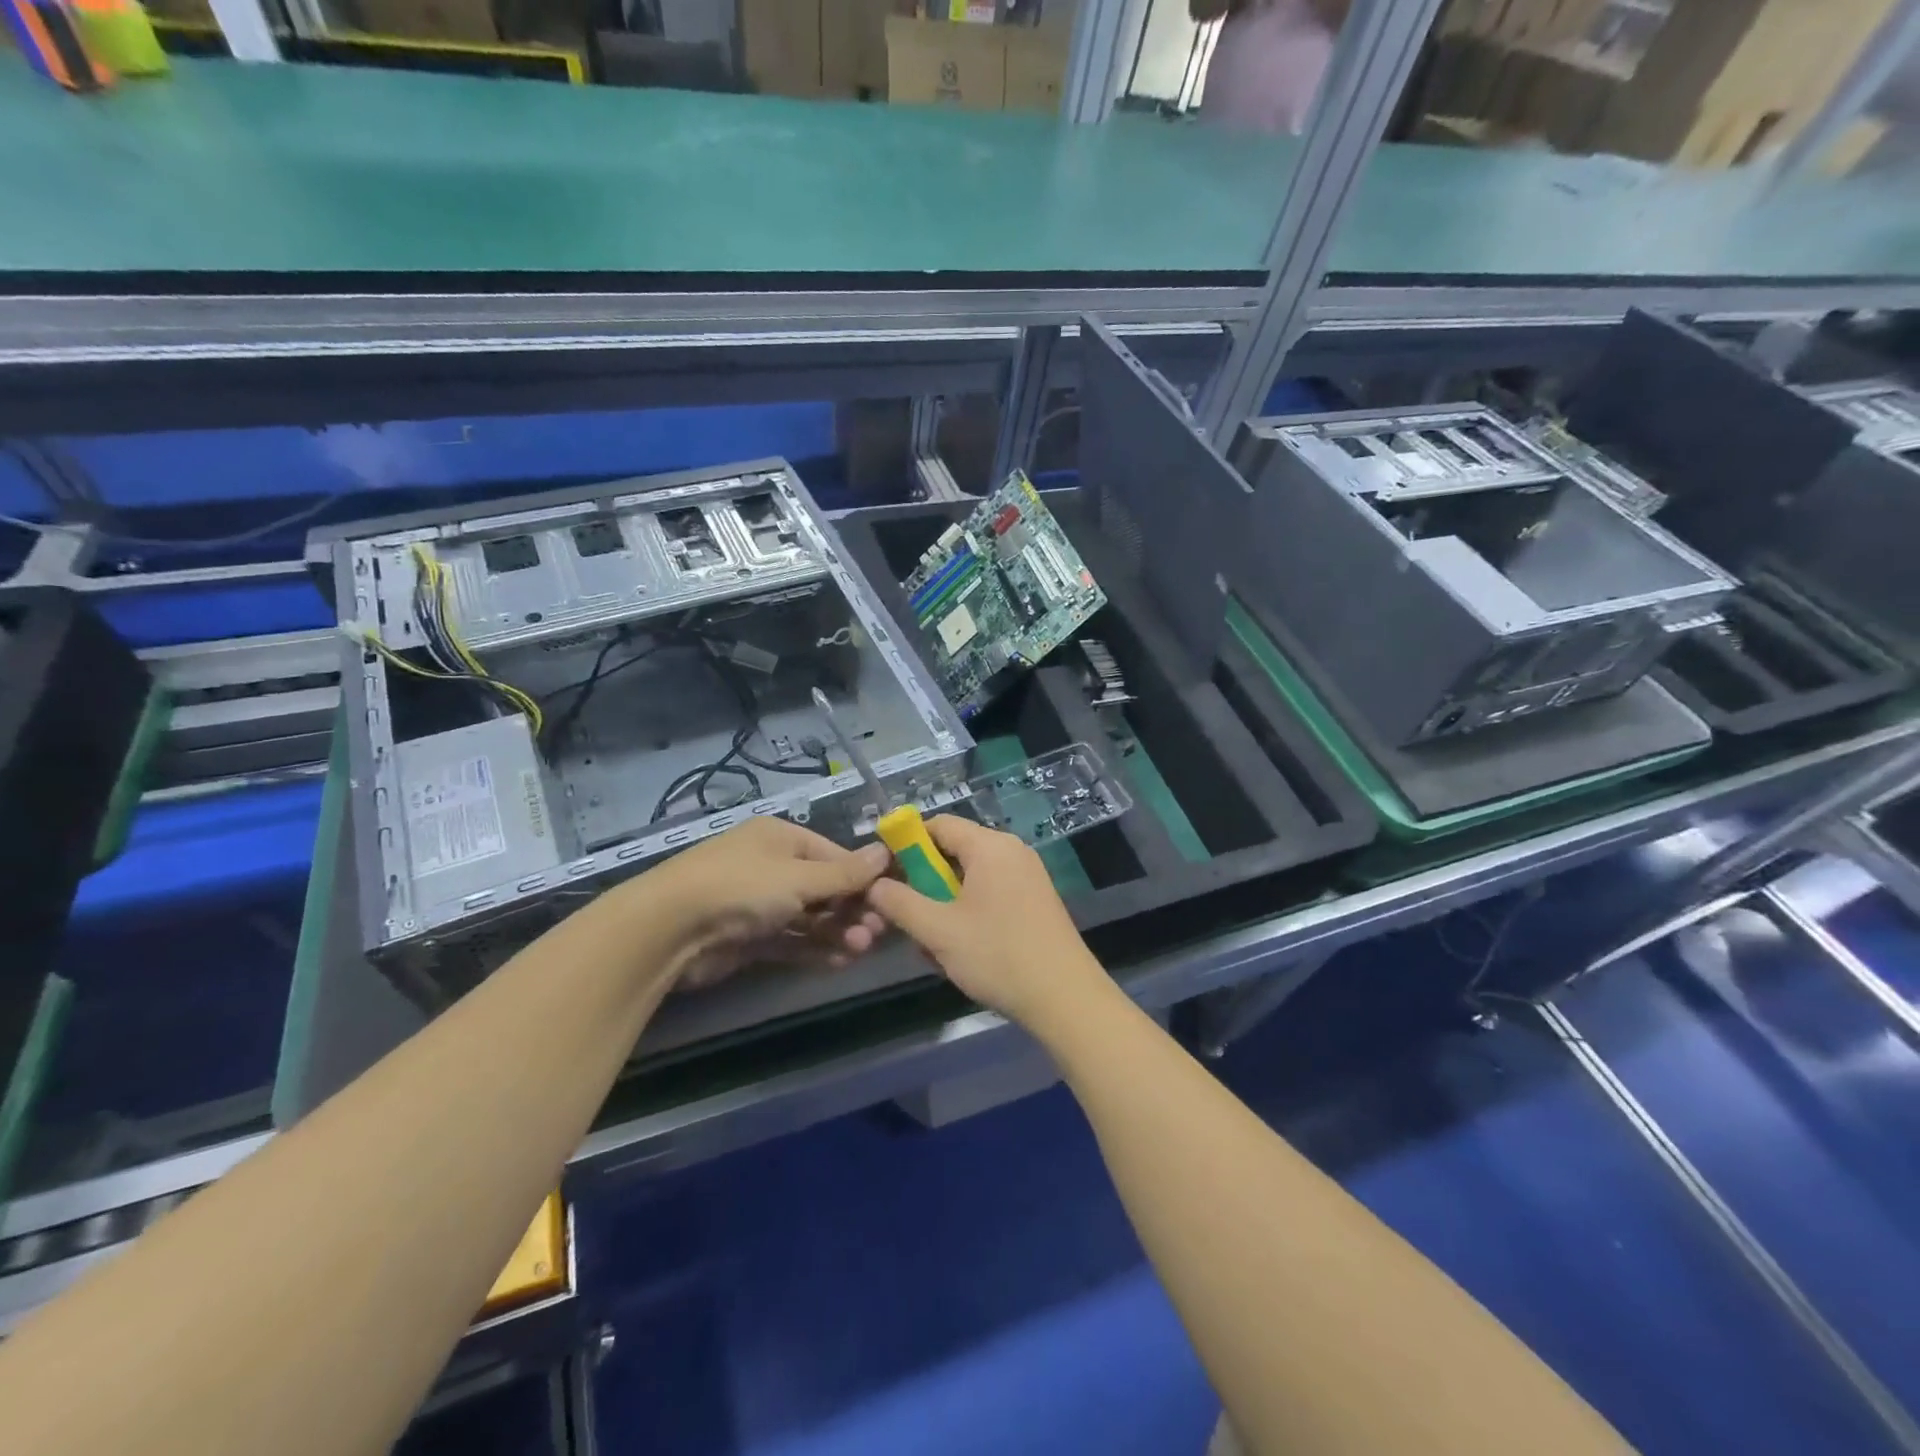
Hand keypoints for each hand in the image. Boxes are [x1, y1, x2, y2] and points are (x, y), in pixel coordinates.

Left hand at [638, 818, 890, 990]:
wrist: (669, 930)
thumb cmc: (742, 887)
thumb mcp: (799, 877)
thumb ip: (844, 874)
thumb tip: (885, 854)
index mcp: (781, 838)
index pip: (833, 854)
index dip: (863, 876)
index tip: (891, 898)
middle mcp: (771, 866)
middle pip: (824, 888)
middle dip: (851, 909)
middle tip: (876, 932)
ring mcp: (759, 903)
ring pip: (809, 917)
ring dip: (837, 931)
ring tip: (860, 949)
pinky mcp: (749, 937)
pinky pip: (791, 940)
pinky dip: (814, 948)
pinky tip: (840, 961)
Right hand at [865, 816, 1106, 1028]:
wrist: (1065, 997)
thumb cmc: (998, 955)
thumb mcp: (938, 930)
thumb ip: (900, 902)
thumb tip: (874, 884)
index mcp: (990, 846)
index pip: (937, 825)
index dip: (905, 844)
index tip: (884, 874)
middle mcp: (1011, 851)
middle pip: (953, 850)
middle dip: (924, 881)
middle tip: (906, 915)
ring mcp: (1027, 875)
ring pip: (970, 877)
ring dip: (944, 903)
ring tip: (933, 943)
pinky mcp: (1034, 899)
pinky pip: (990, 892)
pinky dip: (968, 911)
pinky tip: (960, 948)